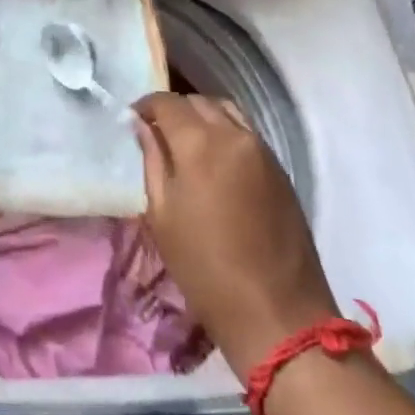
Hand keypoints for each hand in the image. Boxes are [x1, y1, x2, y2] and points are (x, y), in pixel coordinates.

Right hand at [133, 93, 338, 373]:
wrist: (277, 313)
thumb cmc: (206, 269)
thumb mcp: (162, 216)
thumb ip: (152, 162)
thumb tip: (143, 128)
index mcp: (199, 143)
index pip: (167, 102)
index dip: (147, 105)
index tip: (134, 119)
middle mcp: (233, 134)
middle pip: (198, 102)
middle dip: (175, 109)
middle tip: (158, 132)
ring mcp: (262, 149)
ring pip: (226, 111)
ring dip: (203, 116)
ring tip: (188, 142)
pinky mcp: (280, 168)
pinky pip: (246, 132)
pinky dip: (226, 132)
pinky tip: (216, 160)